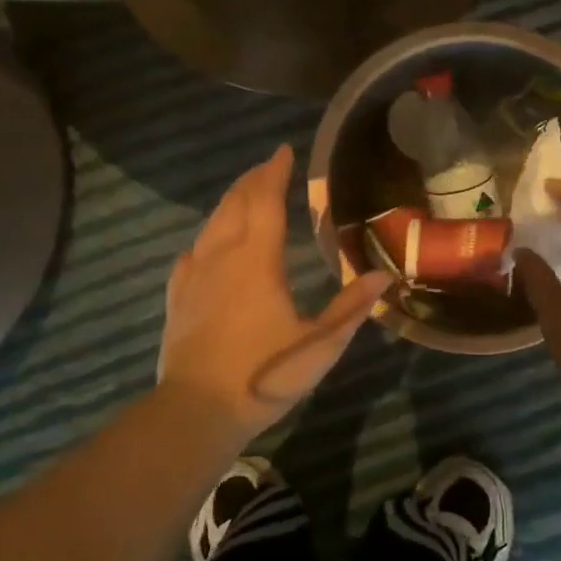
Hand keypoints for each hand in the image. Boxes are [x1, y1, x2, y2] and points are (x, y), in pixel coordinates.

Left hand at [158, 145, 392, 438]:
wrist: (196, 410)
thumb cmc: (263, 375)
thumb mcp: (318, 346)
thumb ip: (350, 308)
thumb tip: (383, 276)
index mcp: (257, 260)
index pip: (265, 201)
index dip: (274, 172)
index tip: (283, 151)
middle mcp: (222, 257)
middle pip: (234, 204)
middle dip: (252, 180)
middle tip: (268, 167)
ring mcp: (194, 276)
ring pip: (210, 224)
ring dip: (229, 202)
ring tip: (244, 195)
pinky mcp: (177, 298)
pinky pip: (191, 254)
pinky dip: (205, 239)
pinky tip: (206, 246)